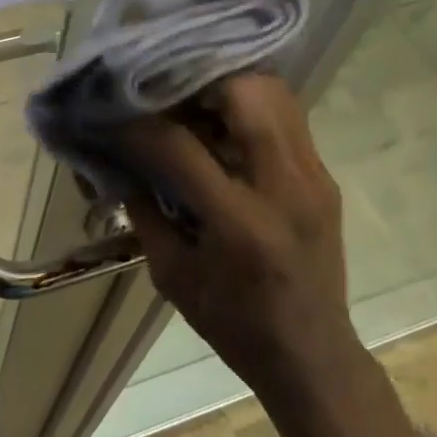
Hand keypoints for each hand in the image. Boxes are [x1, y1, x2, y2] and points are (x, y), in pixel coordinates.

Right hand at [108, 73, 357, 405]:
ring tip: (192, 97)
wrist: (313, 357)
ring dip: (227, 84)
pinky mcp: (325, 176)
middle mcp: (285, 188)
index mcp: (241, 224)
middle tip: (163, 88)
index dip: (138, 125)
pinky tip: (222, 119)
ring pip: (273, 92)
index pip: (180, 146)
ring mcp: (314, 177)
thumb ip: (144, 209)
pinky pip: (286, 114)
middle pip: (246, 93)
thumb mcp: (172, 274)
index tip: (112, 114)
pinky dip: (249, 104)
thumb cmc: (234, 324)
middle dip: (197, 79)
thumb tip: (118, 158)